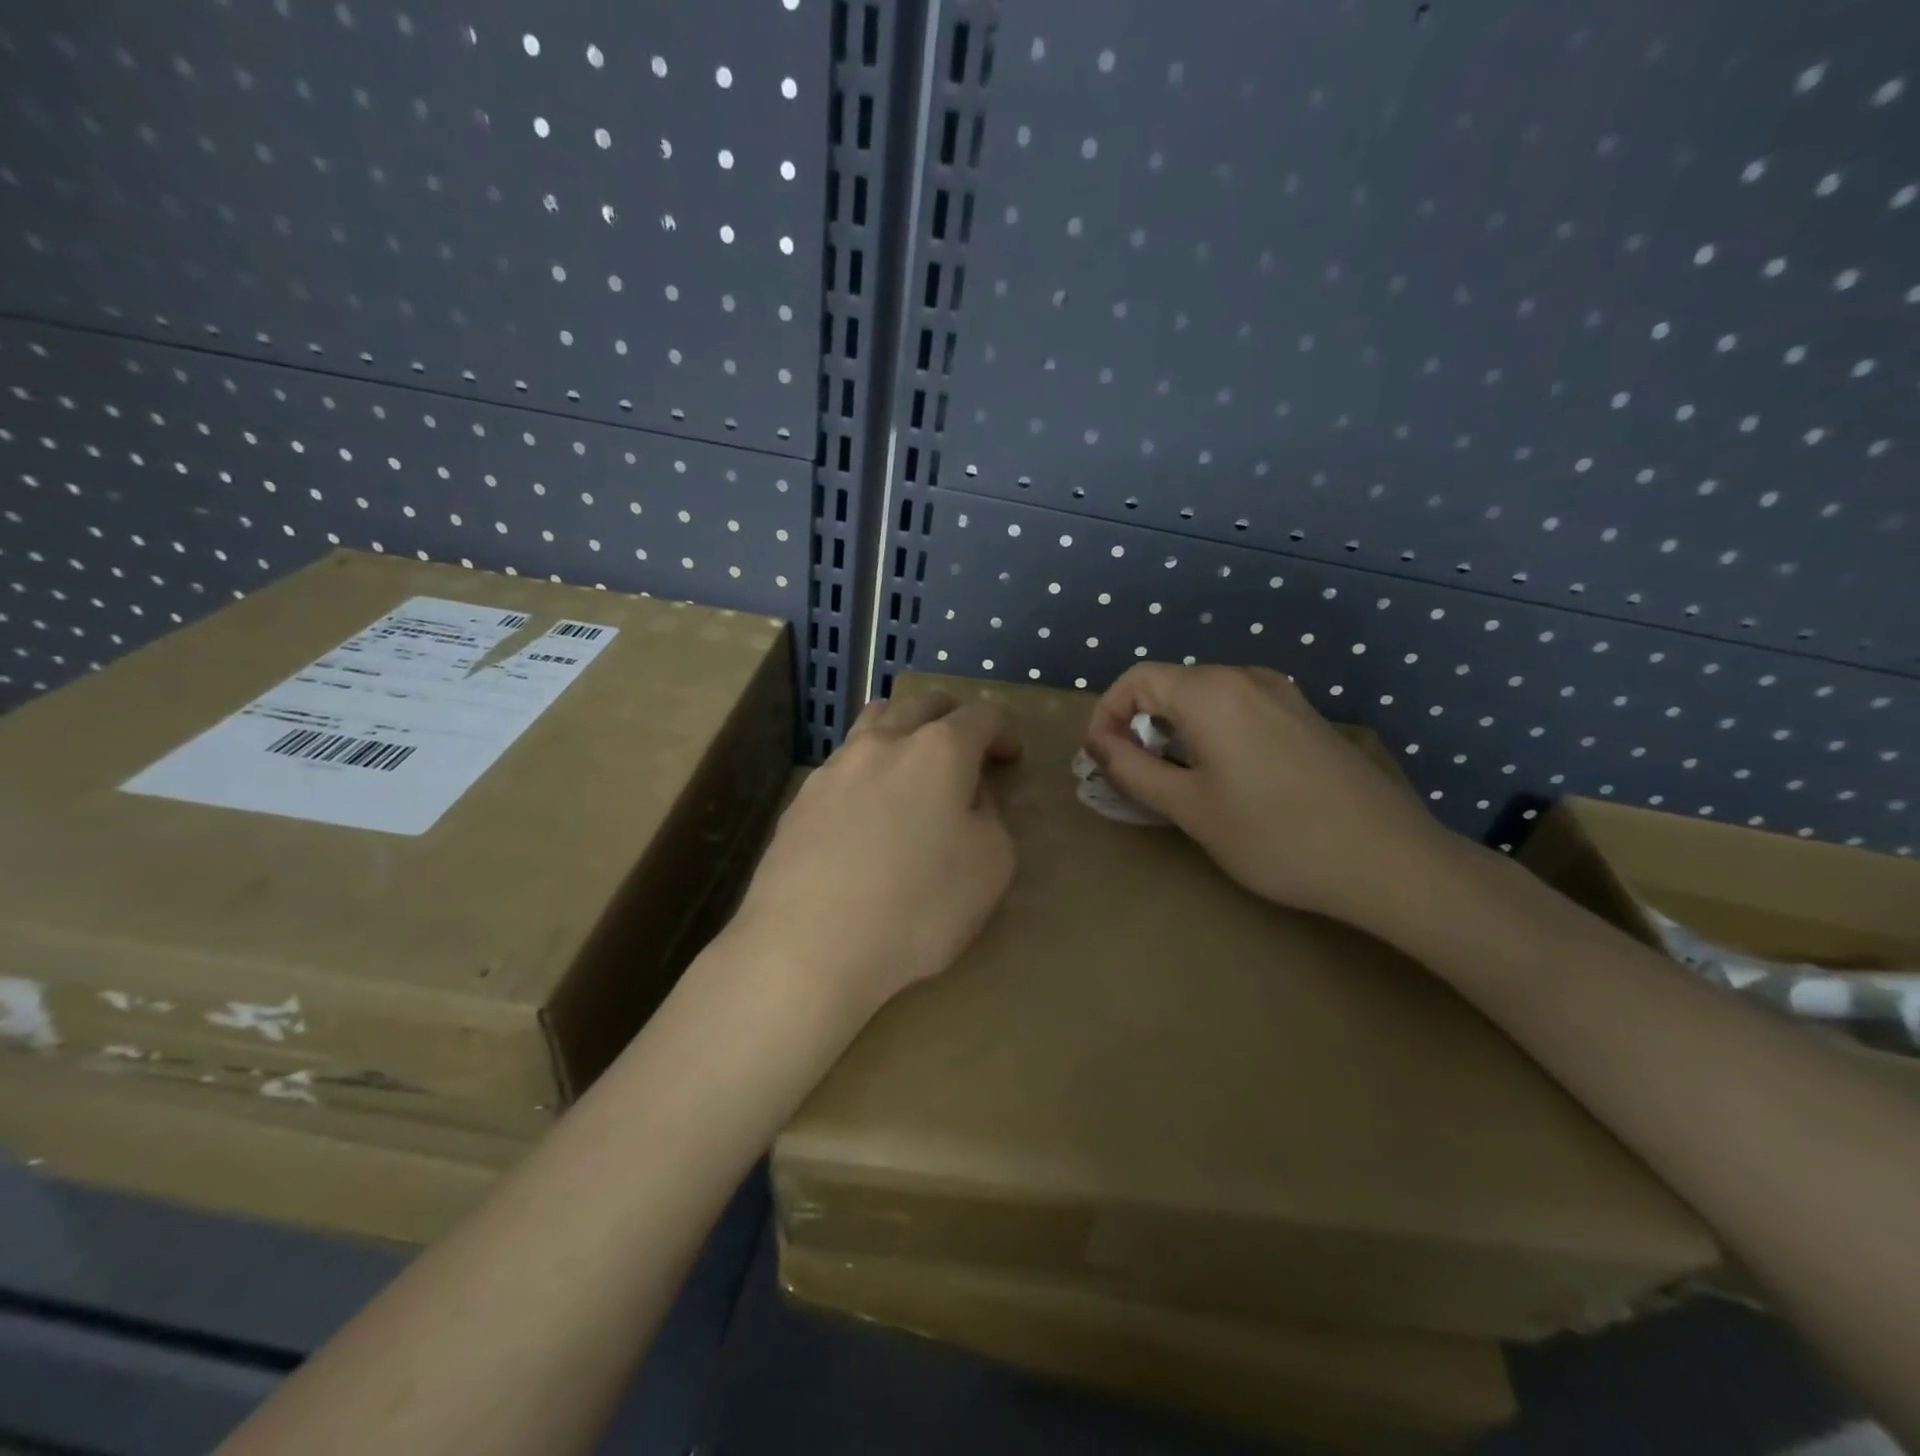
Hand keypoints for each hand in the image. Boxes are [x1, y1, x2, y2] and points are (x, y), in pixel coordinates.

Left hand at [729, 690, 1020, 1024]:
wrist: (808, 944)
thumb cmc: (917, 905)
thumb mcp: (990, 866)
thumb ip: (988, 817)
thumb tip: (966, 796)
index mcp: (939, 751)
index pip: (981, 716)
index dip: (1003, 730)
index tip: (1010, 755)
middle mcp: (884, 743)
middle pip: (922, 703)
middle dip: (953, 716)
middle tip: (967, 746)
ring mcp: (835, 767)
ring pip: (875, 720)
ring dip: (903, 727)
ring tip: (912, 758)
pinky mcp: (801, 798)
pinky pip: (844, 762)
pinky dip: (868, 766)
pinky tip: (868, 805)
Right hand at [1084, 663, 1457, 926]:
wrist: (1387, 860)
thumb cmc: (1274, 835)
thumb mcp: (1189, 807)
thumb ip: (1133, 770)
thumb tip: (1099, 745)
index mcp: (1211, 692)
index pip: (1136, 679)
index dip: (1106, 714)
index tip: (1099, 759)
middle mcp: (1246, 678)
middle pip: (1171, 685)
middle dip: (1139, 726)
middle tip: (1132, 777)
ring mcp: (1282, 694)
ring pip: (1205, 698)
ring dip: (1174, 731)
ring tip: (1174, 782)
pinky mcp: (1304, 717)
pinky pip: (1239, 710)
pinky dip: (1211, 733)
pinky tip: (1224, 779)